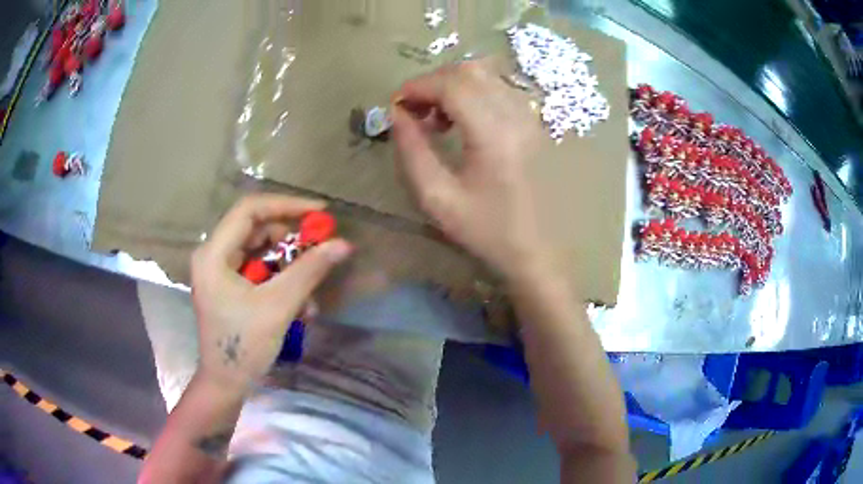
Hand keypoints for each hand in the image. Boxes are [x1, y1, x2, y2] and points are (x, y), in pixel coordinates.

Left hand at [190, 195, 351, 390]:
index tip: (319, 212)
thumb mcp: (278, 306)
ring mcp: (218, 271)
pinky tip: (297, 303)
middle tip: (319, 247)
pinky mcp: (227, 285)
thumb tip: (343, 244)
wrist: (226, 384)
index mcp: (213, 254)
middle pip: (255, 228)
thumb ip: (309, 270)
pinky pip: (257, 268)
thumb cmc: (244, 346)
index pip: (249, 210)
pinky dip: (279, 279)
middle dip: (289, 238)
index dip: (286, 205)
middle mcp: (212, 255)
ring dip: (287, 264)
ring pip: (258, 249)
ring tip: (309, 289)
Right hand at [391, 60, 551, 280]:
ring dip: (455, 85)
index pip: (453, 84)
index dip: (418, 86)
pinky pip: (502, 89)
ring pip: (488, 76)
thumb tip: (397, 114)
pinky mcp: (537, 124)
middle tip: (415, 110)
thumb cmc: (487, 232)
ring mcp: (532, 118)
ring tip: (437, 116)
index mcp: (495, 135)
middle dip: (434, 82)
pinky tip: (465, 119)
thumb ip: (411, 150)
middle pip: (471, 71)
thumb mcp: (437, 198)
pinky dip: (475, 92)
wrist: (539, 252)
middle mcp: (518, 116)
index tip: (397, 105)